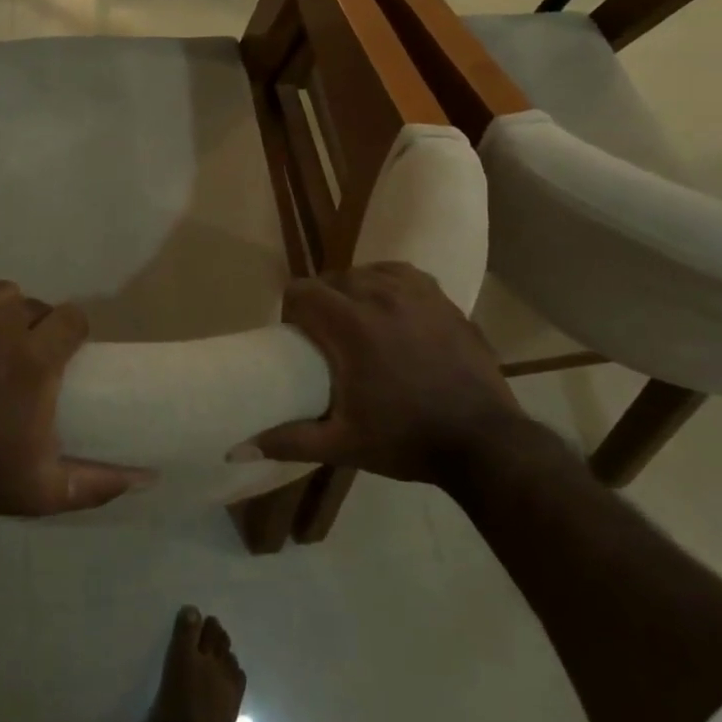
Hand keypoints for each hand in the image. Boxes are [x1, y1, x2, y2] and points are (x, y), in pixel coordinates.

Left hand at [0, 276, 152, 518]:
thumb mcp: (41, 491)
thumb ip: (96, 483)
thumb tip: (146, 478)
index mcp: (35, 358)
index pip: (72, 318)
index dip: (71, 333)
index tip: (62, 353)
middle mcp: (2, 323)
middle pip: (32, 304)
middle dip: (32, 326)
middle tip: (18, 357)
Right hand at [245, 262, 520, 482]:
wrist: (484, 442)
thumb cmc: (407, 440)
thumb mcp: (343, 445)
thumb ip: (289, 439)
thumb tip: (237, 448)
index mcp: (350, 324)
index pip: (302, 290)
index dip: (293, 309)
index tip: (298, 336)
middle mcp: (379, 295)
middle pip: (332, 279)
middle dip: (322, 302)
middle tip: (327, 338)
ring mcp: (415, 293)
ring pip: (366, 272)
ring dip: (354, 291)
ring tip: (360, 323)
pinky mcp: (441, 298)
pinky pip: (400, 273)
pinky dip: (387, 283)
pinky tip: (391, 309)